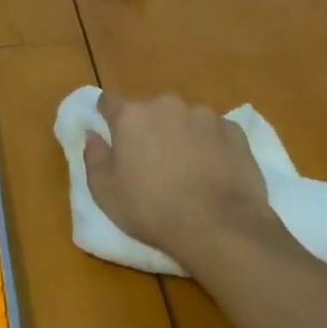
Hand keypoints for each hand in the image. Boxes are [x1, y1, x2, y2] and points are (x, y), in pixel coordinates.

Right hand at [83, 91, 288, 279]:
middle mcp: (167, 105)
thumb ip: (94, 157)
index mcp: (131, 116)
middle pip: (149, 110)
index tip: (111, 135)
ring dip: (181, 135)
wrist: (219, 226)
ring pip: (184, 119)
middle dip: (147, 128)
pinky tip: (213, 172)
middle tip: (150, 162)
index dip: (107, 116)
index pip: (108, 101)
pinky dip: (210, 145)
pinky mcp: (234, 130)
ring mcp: (204, 115)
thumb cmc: (152, 209)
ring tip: (187, 169)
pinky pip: (214, 132)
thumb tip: (92, 134)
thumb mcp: (105, 192)